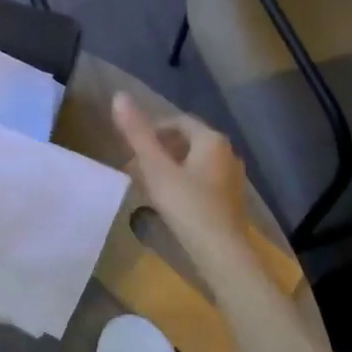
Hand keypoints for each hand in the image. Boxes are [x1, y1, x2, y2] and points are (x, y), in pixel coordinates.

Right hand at [111, 92, 256, 280]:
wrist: (222, 255)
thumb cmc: (187, 206)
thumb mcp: (156, 169)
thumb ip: (137, 133)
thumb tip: (119, 96)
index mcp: (211, 139)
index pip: (177, 121)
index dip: (152, 130)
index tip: (131, 148)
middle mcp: (227, 152)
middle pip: (187, 141)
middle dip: (160, 149)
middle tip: (136, 166)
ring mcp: (232, 177)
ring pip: (195, 162)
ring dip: (171, 167)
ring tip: (148, 184)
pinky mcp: (232, 199)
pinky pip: (203, 180)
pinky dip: (184, 182)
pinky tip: (170, 202)